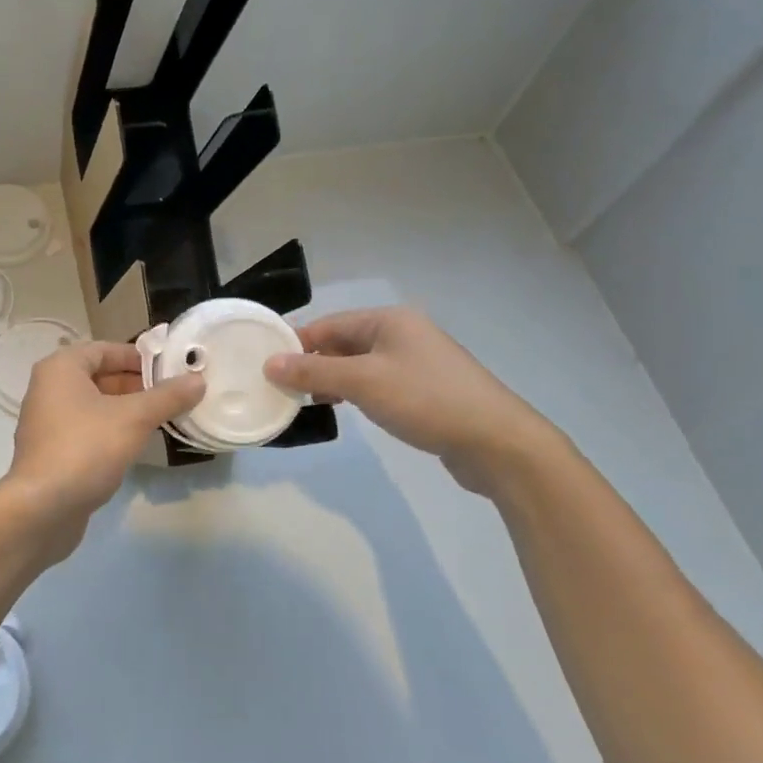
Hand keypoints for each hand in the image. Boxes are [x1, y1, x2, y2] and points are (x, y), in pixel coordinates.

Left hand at [5, 341, 203, 550]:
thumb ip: (167, 397)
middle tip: (171, 396)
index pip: (104, 350)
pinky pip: (86, 430)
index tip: (170, 370)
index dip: (138, 357)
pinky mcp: (51, 452)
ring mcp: (46, 423)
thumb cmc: (86, 448)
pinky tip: (135, 446)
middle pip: (98, 377)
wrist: (42, 508)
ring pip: (93, 406)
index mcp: (60, 369)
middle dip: (135, 385)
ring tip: (161, 419)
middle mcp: (48, 389)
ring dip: (125, 410)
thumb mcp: (134, 418)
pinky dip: (110, 431)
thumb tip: (198, 380)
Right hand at [264, 308, 555, 490]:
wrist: (497, 442)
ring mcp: (415, 362)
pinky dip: (353, 391)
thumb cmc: (426, 400)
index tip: (265, 364)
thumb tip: (270, 363)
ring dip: (331, 379)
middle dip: (312, 362)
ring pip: (358, 364)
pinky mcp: (424, 390)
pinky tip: (341, 408)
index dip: (296, 342)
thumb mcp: (363, 382)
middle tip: (280, 386)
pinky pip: (376, 382)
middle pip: (343, 342)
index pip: (328, 324)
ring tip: (304, 400)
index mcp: (388, 320)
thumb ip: (314, 370)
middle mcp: (402, 333)